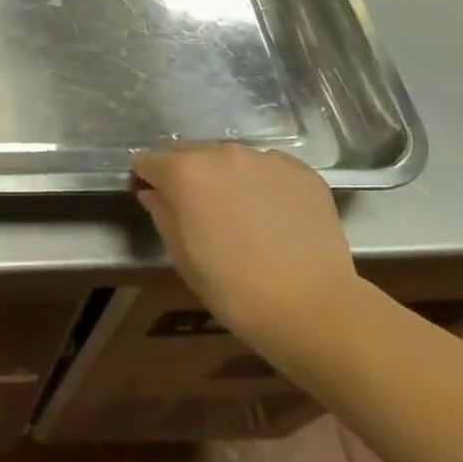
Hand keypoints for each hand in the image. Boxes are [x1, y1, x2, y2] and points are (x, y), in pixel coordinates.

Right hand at [132, 143, 357, 363]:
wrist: (314, 308)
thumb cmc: (234, 289)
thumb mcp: (182, 257)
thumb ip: (162, 214)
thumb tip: (153, 193)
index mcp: (184, 172)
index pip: (148, 162)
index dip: (148, 180)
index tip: (157, 201)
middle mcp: (221, 153)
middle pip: (190, 154)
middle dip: (189, 177)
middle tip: (203, 213)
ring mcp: (264, 158)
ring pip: (231, 160)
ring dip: (227, 179)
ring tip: (244, 215)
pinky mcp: (301, 170)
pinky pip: (268, 169)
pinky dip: (264, 185)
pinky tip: (276, 216)